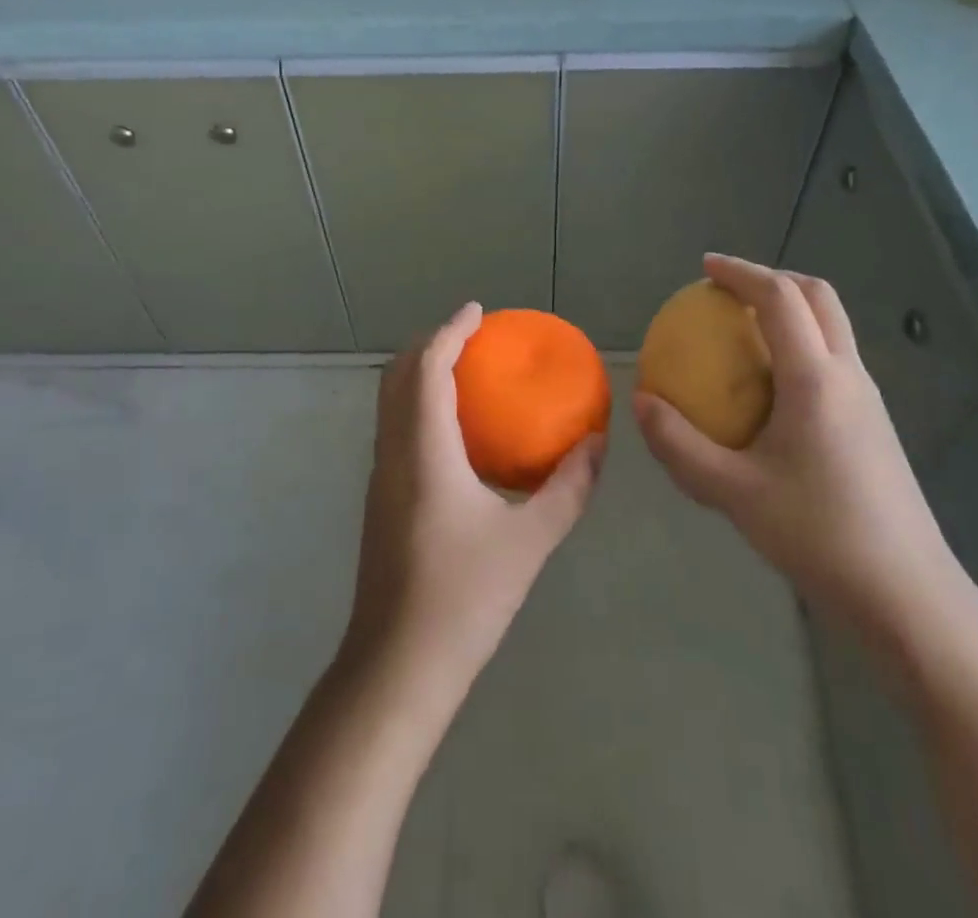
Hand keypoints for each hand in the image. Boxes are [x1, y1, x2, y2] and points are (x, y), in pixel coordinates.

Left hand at [343, 303, 604, 696]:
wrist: (397, 667)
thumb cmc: (464, 599)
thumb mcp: (529, 541)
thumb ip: (568, 488)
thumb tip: (598, 444)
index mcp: (424, 450)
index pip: (428, 368)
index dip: (449, 331)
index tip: (477, 311)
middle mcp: (393, 452)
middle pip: (399, 375)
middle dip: (431, 344)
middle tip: (472, 335)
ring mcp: (380, 476)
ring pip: (391, 402)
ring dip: (421, 373)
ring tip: (464, 370)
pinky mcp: (380, 499)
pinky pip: (395, 427)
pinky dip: (418, 404)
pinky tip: (454, 430)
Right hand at [634, 254, 962, 637]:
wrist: (907, 596)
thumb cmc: (818, 535)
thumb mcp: (733, 493)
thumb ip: (680, 446)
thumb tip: (641, 403)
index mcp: (816, 379)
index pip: (780, 297)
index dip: (742, 272)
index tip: (705, 268)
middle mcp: (849, 375)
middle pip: (818, 296)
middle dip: (773, 278)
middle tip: (728, 290)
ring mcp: (869, 399)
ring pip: (833, 326)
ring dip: (792, 309)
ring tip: (746, 330)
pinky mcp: (875, 423)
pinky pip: (835, 358)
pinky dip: (801, 344)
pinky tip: (772, 388)